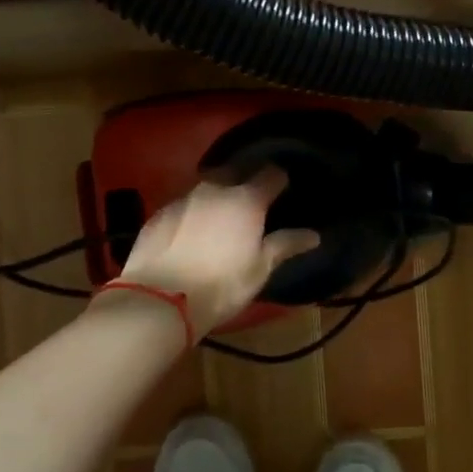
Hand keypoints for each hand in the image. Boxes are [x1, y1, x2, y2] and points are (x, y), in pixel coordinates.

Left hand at [116, 168, 319, 342]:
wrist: (160, 299)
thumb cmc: (221, 285)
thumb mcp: (260, 269)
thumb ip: (286, 245)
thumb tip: (314, 235)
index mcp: (246, 199)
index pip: (271, 174)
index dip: (279, 181)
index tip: (282, 191)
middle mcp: (214, 189)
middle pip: (234, 172)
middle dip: (243, 180)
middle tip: (249, 202)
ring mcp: (183, 198)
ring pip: (205, 186)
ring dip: (215, 195)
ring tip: (219, 216)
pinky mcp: (158, 213)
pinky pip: (182, 204)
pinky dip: (191, 212)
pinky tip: (190, 232)